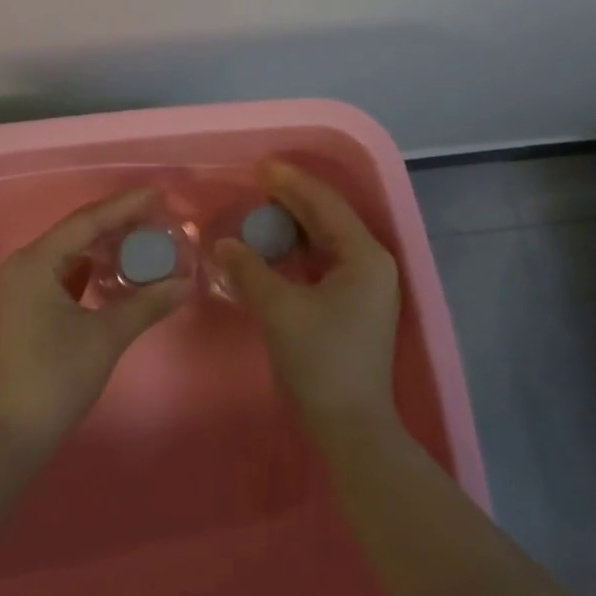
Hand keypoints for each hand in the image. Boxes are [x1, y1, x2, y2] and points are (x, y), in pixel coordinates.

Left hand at [0, 188, 188, 455]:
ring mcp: (19, 287)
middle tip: (157, 216)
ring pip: (69, 253)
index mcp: (34, 263)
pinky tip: (115, 268)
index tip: (159, 194)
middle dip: (117, 224)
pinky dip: (90, 268)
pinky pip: (62, 273)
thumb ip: (146, 303)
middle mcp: (22, 266)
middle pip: (76, 232)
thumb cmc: (55, 379)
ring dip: (104, 246)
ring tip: (143, 237)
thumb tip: (187, 280)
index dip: (125, 206)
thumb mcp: (106, 337)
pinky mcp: (24, 307)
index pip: (86, 222)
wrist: (9, 437)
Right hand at [212, 161, 403, 444]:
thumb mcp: (280, 311)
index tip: (258, 167)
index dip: (290, 182)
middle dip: (292, 198)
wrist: (352, 429)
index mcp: (364, 256)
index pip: (324, 204)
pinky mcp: (354, 305)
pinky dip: (299, 250)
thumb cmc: (320, 362)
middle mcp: (371, 263)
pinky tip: (274, 247)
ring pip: (326, 239)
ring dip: (295, 223)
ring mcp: (366, 285)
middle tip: (256, 181)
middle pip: (328, 217)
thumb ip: (250, 270)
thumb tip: (224, 244)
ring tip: (261, 208)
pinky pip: (324, 261)